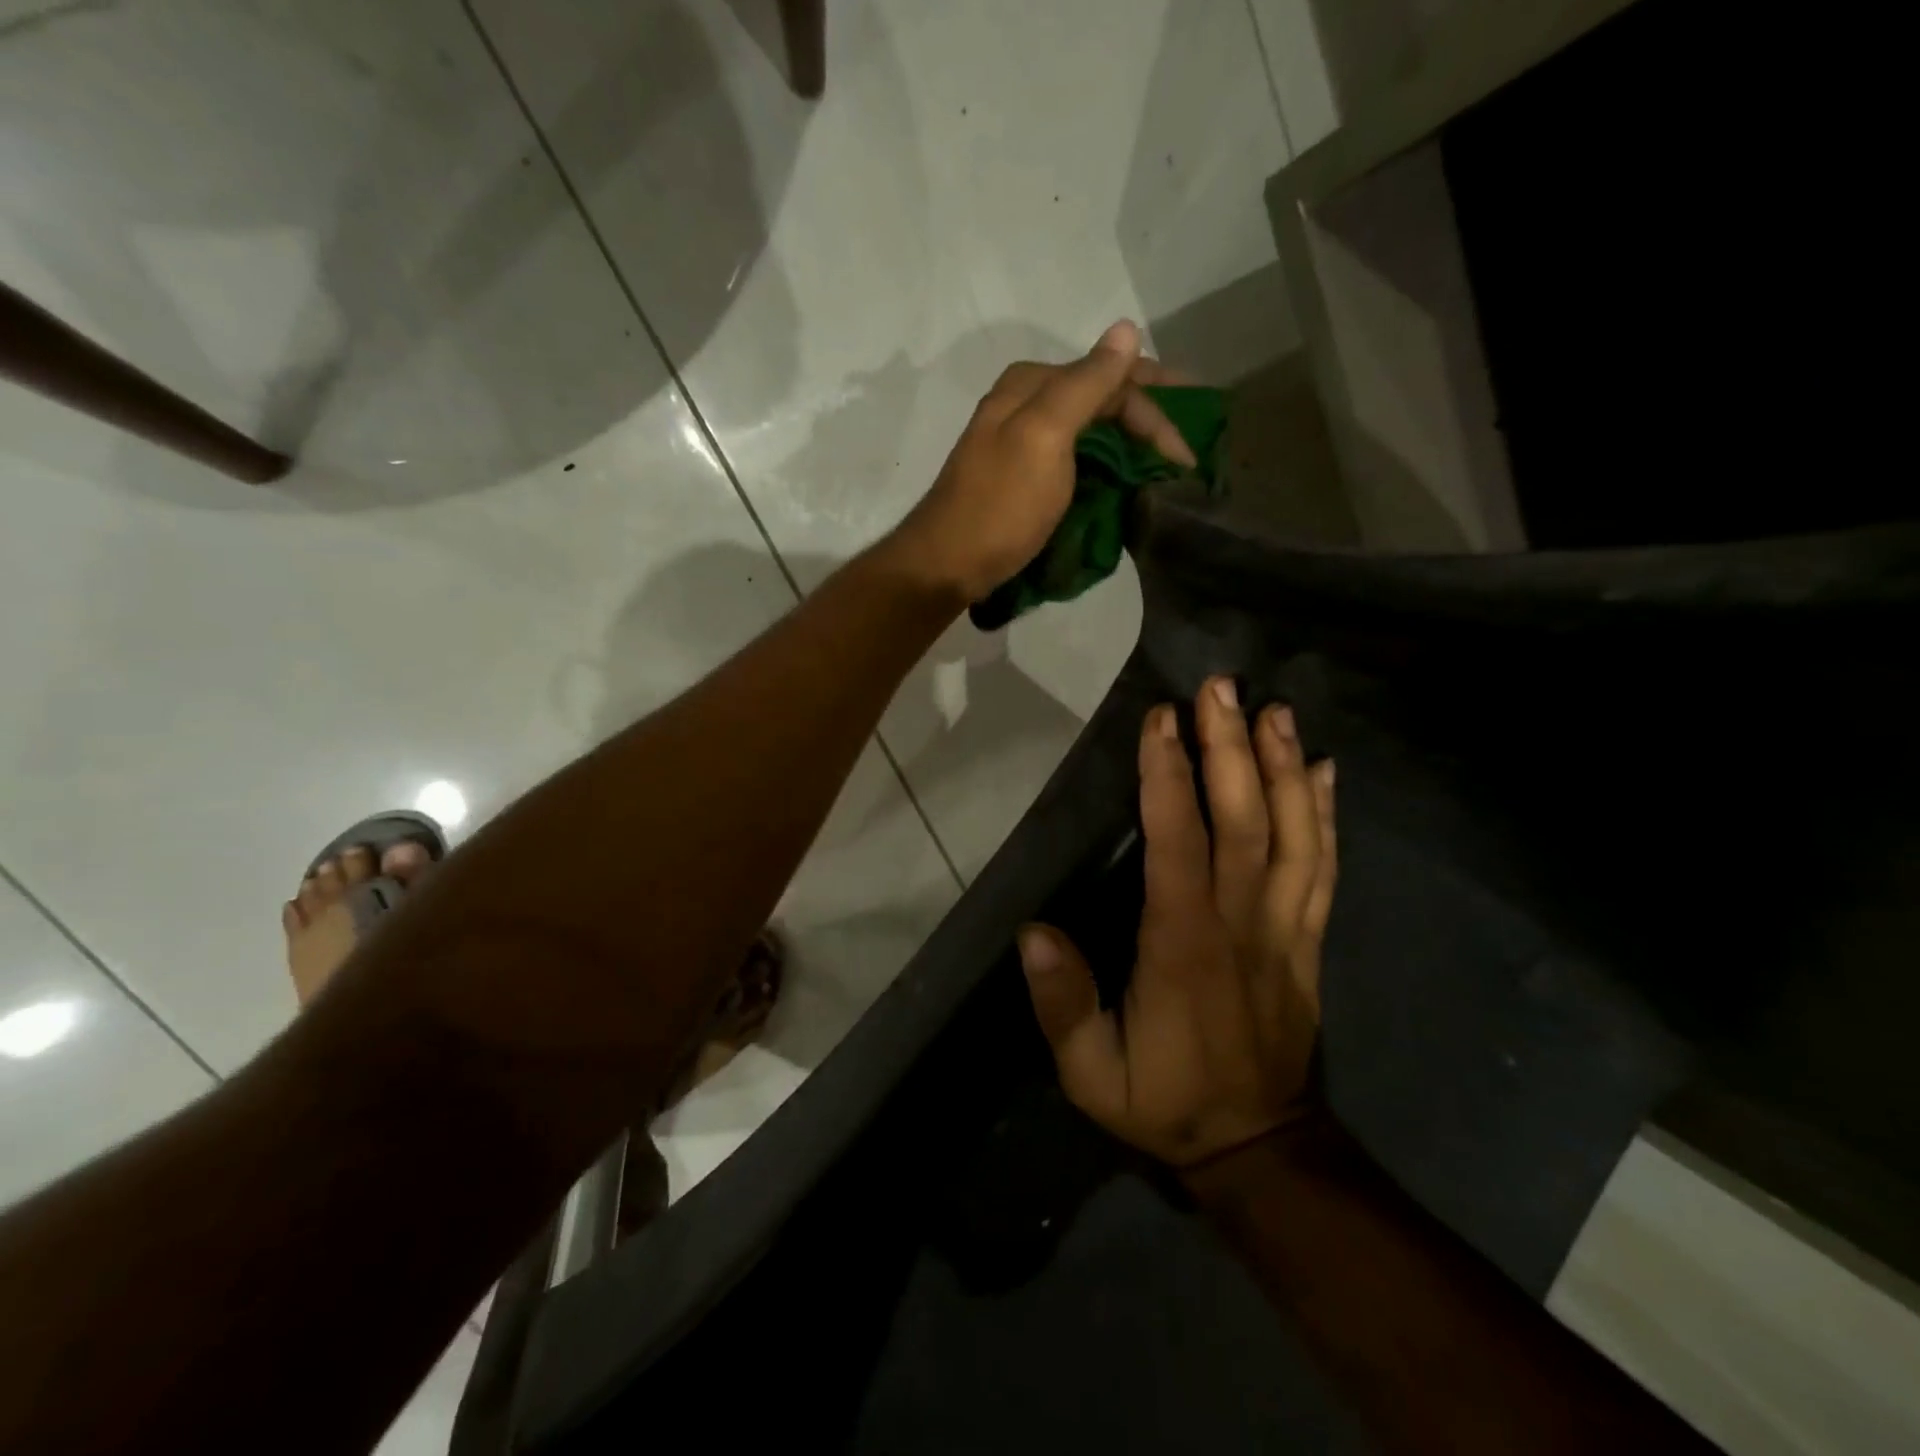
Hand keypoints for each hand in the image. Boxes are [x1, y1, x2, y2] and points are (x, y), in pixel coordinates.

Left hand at [888, 320, 1195, 602]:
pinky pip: (1075, 460)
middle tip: (1185, 461)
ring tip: (1163, 474)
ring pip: (1090, 430)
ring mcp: (1022, 442)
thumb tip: (1127, 328)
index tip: (1187, 457)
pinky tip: (1122, 485)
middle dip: (1147, 424)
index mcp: (1032, 384)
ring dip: (1129, 446)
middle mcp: (1026, 403)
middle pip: (1102, 400)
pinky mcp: (1021, 479)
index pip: (1111, 379)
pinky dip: (1103, 468)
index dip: (1156, 411)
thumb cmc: (999, 504)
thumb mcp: (1044, 437)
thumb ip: (1085, 384)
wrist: (948, 564)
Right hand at [1019, 679, 1335, 1166]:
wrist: (1259, 1149)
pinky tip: (1321, 770)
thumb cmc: (1166, 1103)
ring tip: (1274, 709)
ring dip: (1282, 768)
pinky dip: (1324, 815)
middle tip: (1222, 687)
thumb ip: (1062, 1005)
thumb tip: (1032, 932)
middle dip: (1232, 749)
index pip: (1179, 844)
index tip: (1163, 719)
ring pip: (1292, 836)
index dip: (1170, 777)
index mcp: (1183, 946)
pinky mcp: (1308, 941)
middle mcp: (1241, 925)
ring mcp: (1285, 930)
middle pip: (1244, 822)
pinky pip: (1323, 868)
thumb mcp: (1091, 1075)